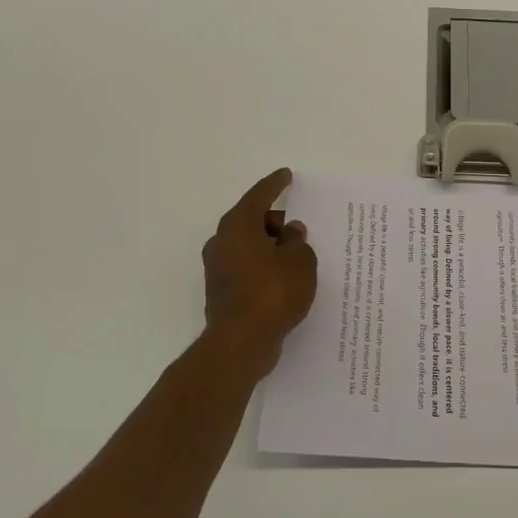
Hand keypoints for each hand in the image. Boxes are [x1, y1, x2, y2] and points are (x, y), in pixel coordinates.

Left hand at [202, 169, 317, 372]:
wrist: (241, 341)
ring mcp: (217, 268)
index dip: (275, 185)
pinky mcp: (221, 292)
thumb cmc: (273, 292)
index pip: (259, 196)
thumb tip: (290, 232)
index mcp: (238, 226)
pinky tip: (282, 278)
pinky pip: (246, 268)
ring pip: (247, 246)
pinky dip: (263, 267)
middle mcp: (222, 242)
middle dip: (274, 221)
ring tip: (295, 255)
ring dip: (269, 247)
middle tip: (297, 227)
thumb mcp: (300, 261)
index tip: (286, 176)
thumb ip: (297, 242)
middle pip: (250, 221)